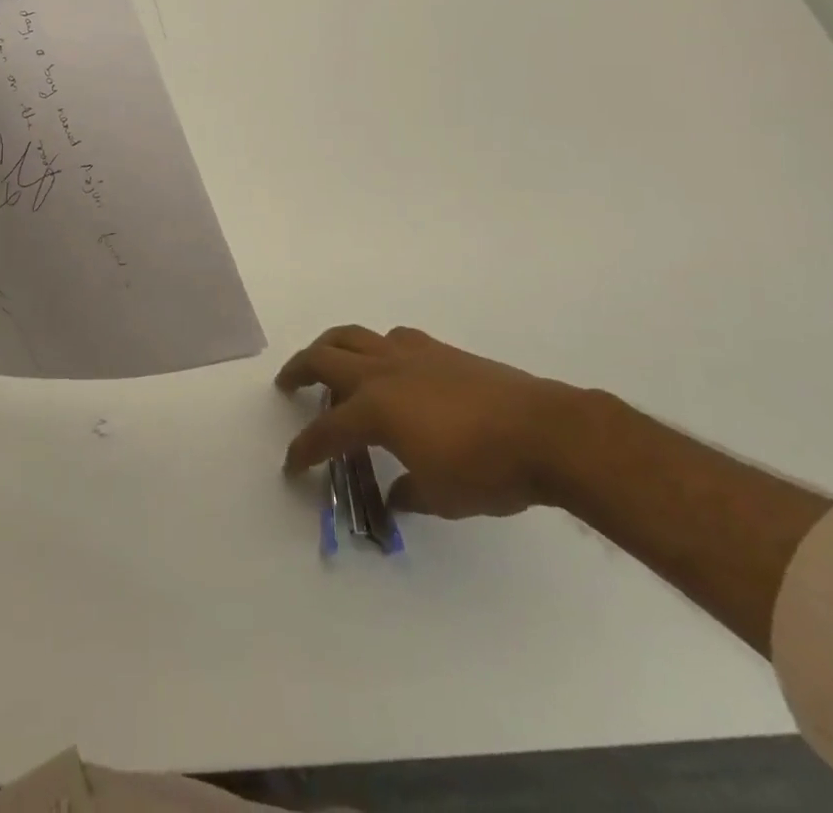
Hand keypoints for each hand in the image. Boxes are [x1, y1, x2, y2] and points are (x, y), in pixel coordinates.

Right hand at [276, 325, 587, 518]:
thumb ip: (408, 493)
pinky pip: (391, 338)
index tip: (292, 465)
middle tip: (286, 384)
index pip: (326, 430)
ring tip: (325, 360)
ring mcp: (409, 354)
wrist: (546, 431)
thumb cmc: (488, 471)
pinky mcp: (436, 349)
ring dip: (330, 346)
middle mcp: (382, 372)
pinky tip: (387, 365)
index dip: (304, 449)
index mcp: (375, 410)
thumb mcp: (441, 497)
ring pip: (352, 335)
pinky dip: (375, 347)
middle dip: (297, 371)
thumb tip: (393, 495)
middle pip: (323, 358)